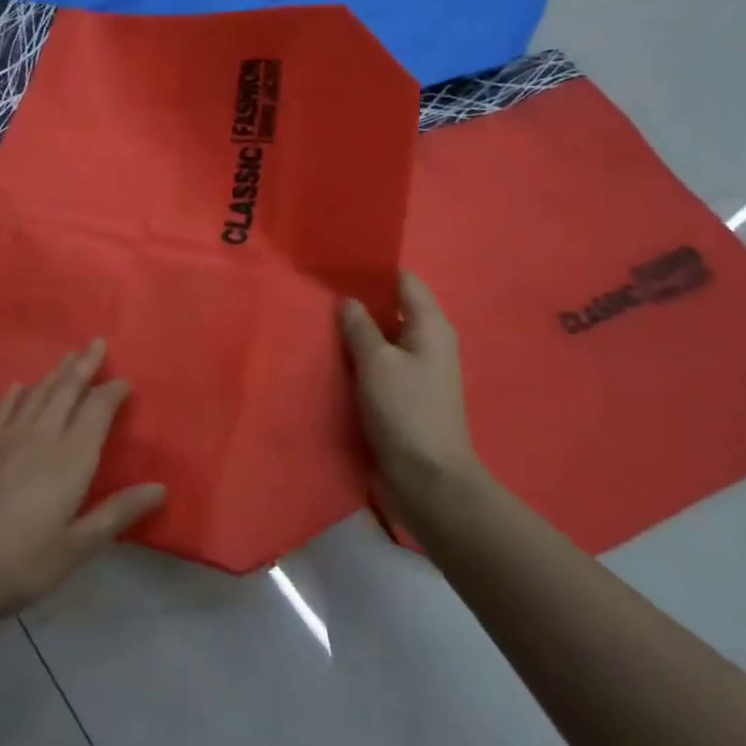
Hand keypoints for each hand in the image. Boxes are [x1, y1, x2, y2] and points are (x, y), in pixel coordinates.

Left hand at [0, 342, 166, 628]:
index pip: (97, 411)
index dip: (113, 392)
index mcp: (70, 459)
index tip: (126, 380)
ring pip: (38, 394)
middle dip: (84, 365)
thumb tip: (160, 488)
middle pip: (66, 390)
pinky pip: (4, 410)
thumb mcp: (75, 548)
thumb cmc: (18, 564)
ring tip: (69, 356)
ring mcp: (7, 440)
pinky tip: (20, 386)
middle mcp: (41, 437)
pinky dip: (16, 394)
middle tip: (97, 342)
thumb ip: (116, 514)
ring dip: (56, 373)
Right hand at [340, 272, 485, 526]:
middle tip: (317, 292)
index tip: (337, 264)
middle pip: (392, 309)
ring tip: (315, 321)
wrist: (428, 481)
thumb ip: (360, 327)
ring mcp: (416, 372)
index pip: (404, 281)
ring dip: (355, 333)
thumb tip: (348, 300)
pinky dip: (357, 360)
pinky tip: (328, 358)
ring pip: (382, 339)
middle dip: (359, 301)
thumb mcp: (377, 362)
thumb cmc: (406, 412)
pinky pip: (378, 366)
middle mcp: (428, 344)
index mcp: (431, 327)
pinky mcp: (403, 397)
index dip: (374, 270)